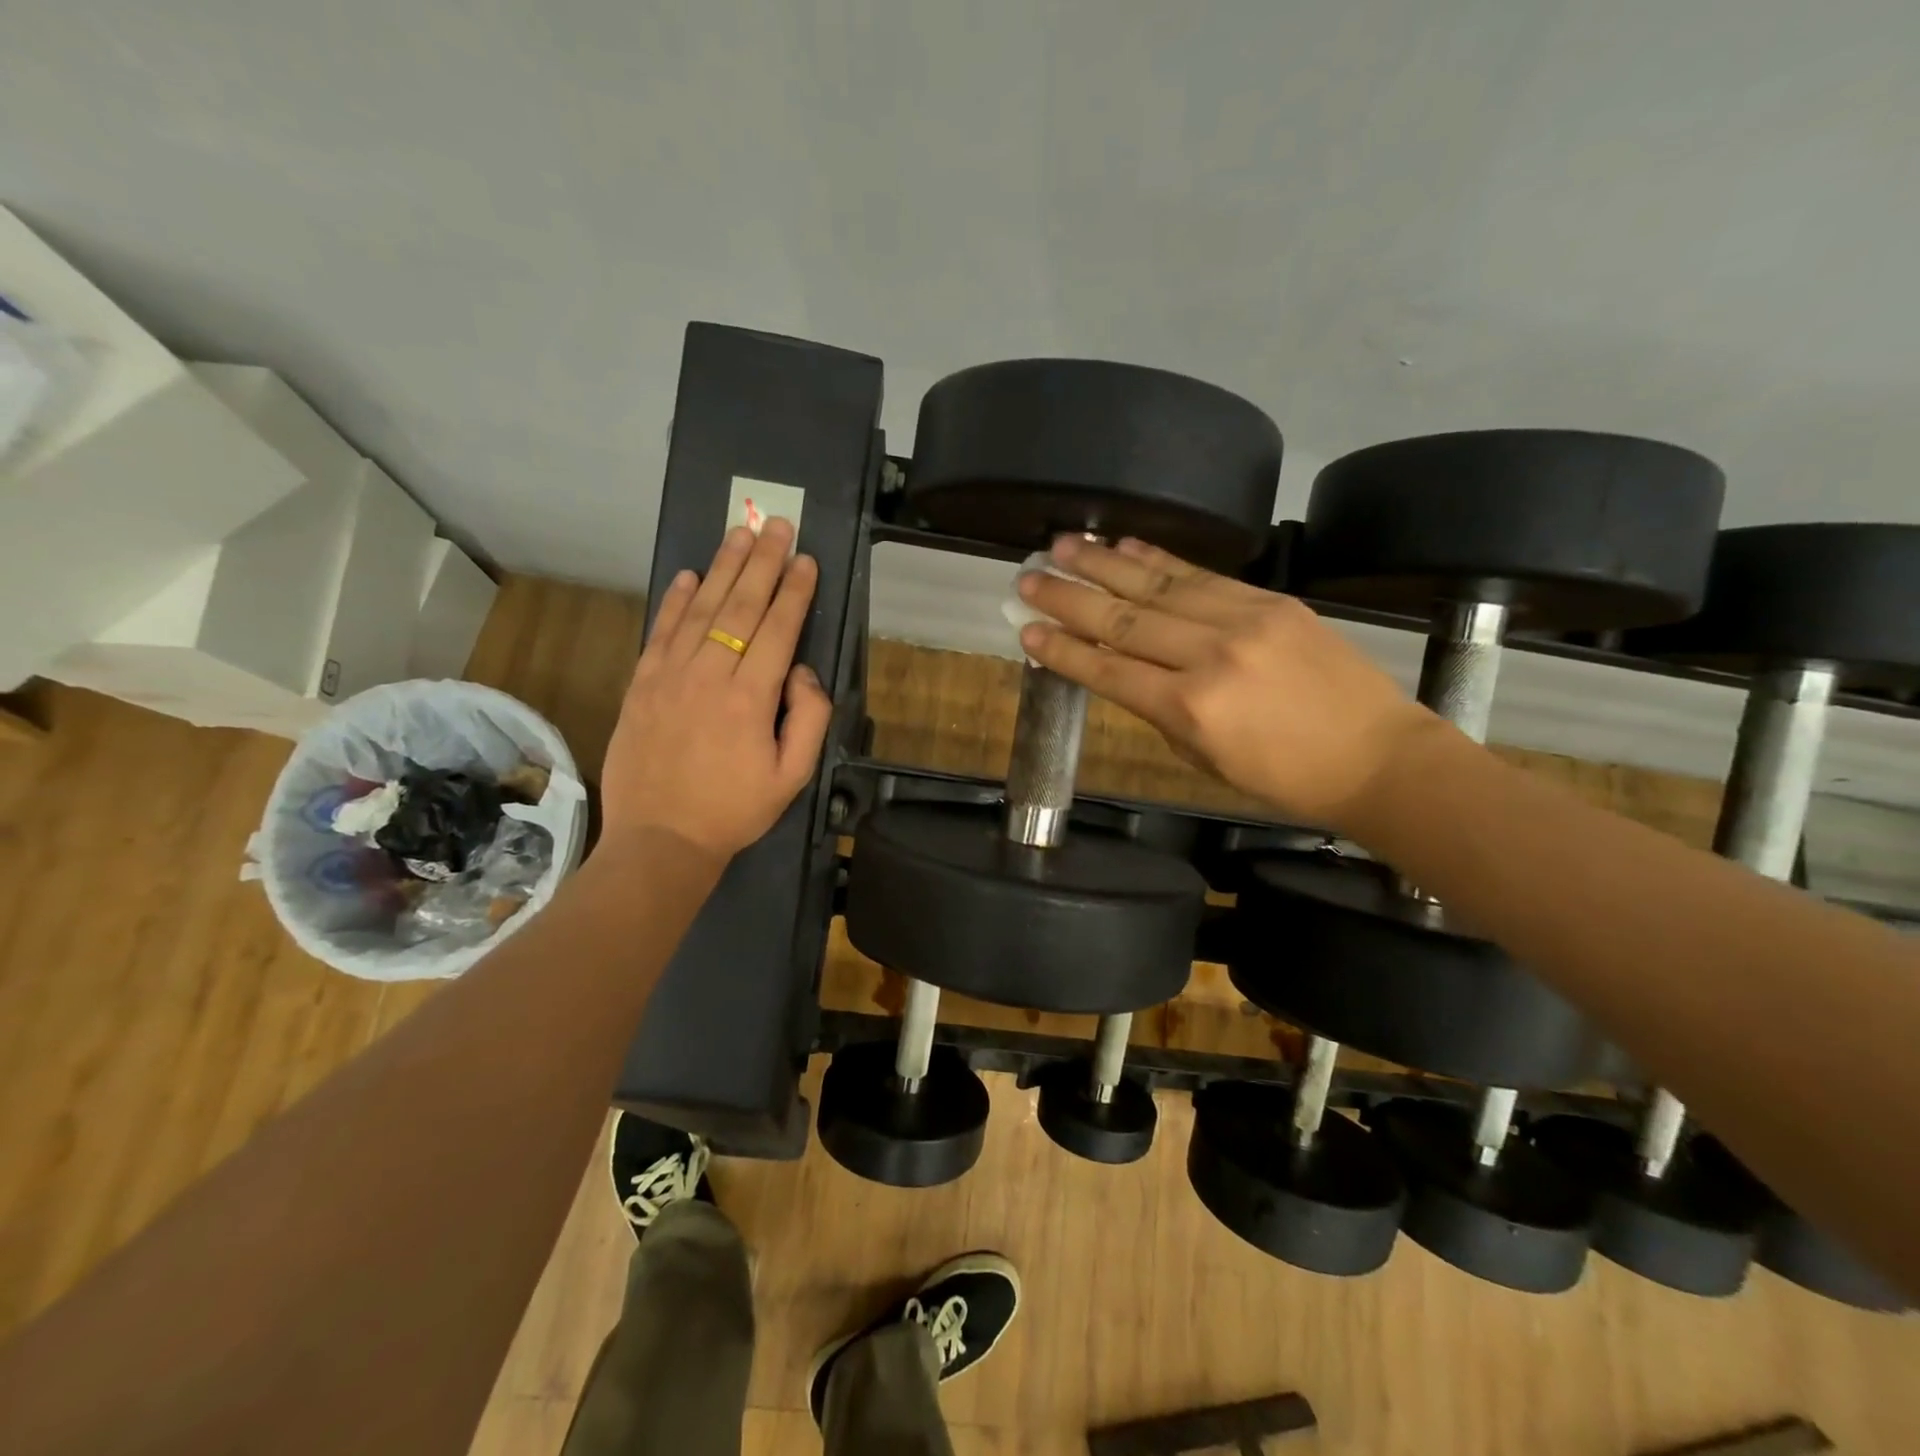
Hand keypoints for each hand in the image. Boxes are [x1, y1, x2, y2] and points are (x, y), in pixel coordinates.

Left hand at [601, 519, 832, 859]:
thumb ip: (809, 718)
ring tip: (739, 533)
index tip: (806, 559)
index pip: (778, 629)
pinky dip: (675, 600)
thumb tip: (801, 671)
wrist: (660, 840)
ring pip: (701, 609)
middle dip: (762, 562)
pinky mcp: (641, 684)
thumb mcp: (792, 776)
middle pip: (740, 606)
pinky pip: (661, 631)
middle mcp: (710, 675)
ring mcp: (669, 676)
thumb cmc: (734, 811)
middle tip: (776, 523)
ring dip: (722, 568)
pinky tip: (690, 575)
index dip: (794, 590)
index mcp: (751, 699)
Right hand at [1017, 536, 1434, 831]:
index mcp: (1190, 708)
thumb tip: (1125, 672)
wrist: (1378, 757)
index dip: (1063, 650)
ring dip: (1104, 563)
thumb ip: (1161, 711)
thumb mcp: (1205, 759)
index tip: (1026, 631)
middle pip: (1122, 619)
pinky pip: (1202, 574)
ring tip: (1063, 544)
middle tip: (1026, 577)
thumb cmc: (1285, 777)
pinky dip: (1159, 558)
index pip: (1108, 670)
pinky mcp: (1271, 601)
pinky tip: (1126, 545)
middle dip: (1068, 597)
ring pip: (1157, 584)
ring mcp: (1243, 620)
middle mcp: (1210, 655)